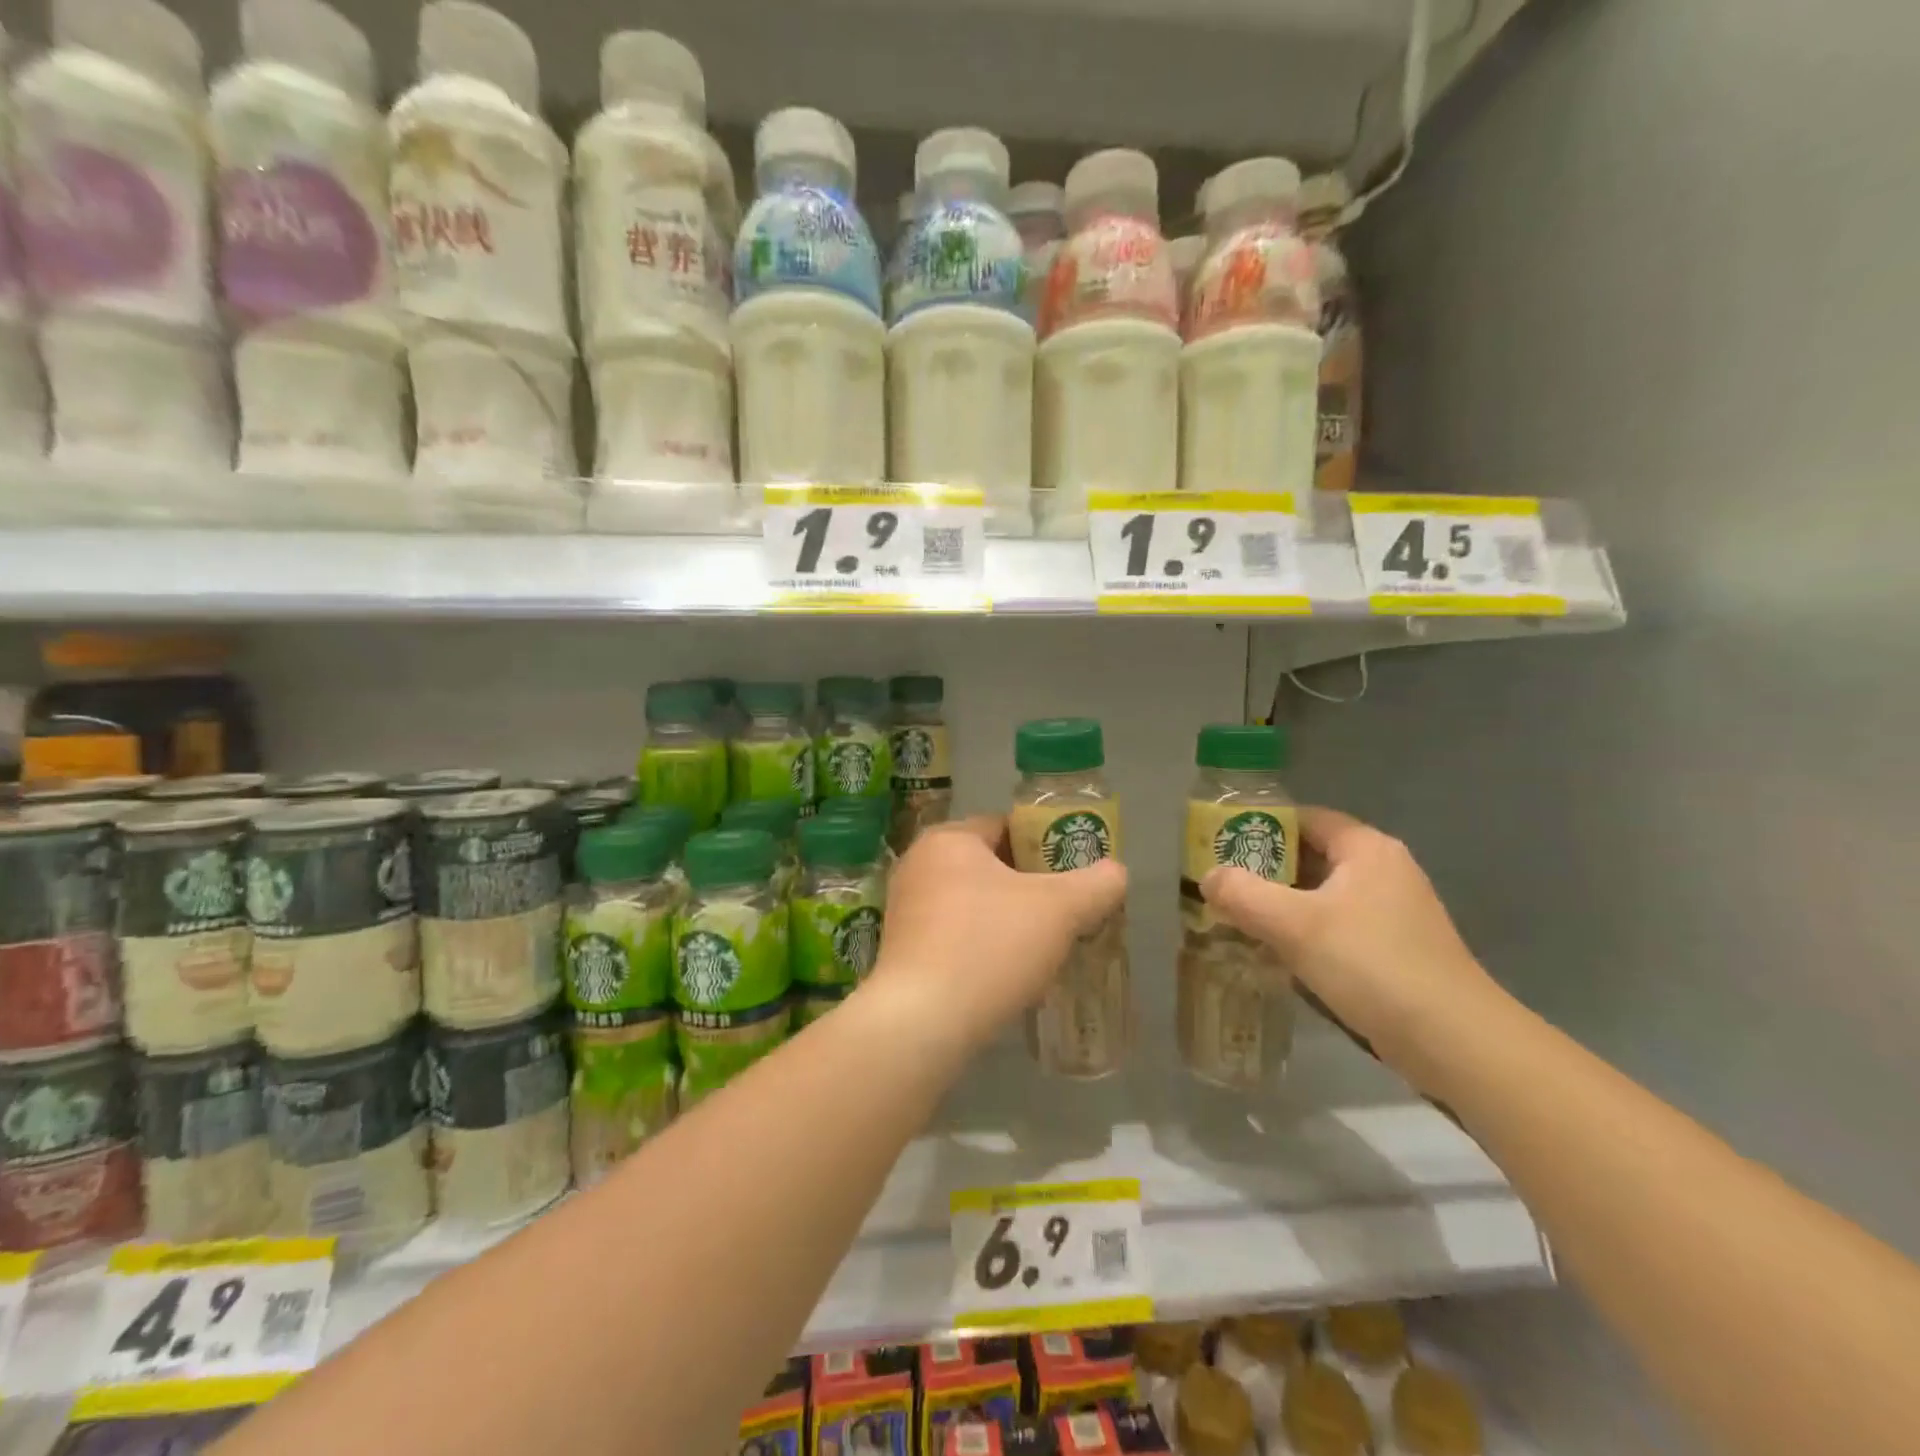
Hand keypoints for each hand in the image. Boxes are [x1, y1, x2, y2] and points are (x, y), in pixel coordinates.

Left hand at [873, 815, 1127, 1049]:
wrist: (922, 1022)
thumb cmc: (989, 946)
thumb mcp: (1060, 910)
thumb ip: (1096, 885)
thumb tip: (1116, 873)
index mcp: (949, 839)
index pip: (1006, 826)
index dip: (1046, 846)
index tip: (1073, 875)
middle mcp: (919, 865)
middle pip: (989, 866)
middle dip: (1029, 888)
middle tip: (1065, 914)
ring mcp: (904, 909)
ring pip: (972, 904)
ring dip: (1007, 920)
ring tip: (1042, 949)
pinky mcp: (900, 950)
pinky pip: (953, 936)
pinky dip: (981, 947)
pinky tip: (1006, 976)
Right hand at [1200, 807, 1503, 1087]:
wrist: (1455, 1043)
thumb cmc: (1372, 965)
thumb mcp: (1294, 925)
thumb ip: (1243, 894)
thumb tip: (1208, 877)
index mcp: (1367, 849)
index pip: (1304, 818)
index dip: (1260, 827)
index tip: (1221, 846)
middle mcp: (1385, 871)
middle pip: (1311, 856)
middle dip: (1265, 871)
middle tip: (1222, 886)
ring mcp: (1395, 913)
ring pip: (1322, 896)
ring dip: (1282, 906)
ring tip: (1238, 919)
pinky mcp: (1396, 950)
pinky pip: (1338, 927)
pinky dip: (1306, 933)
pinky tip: (1278, 955)